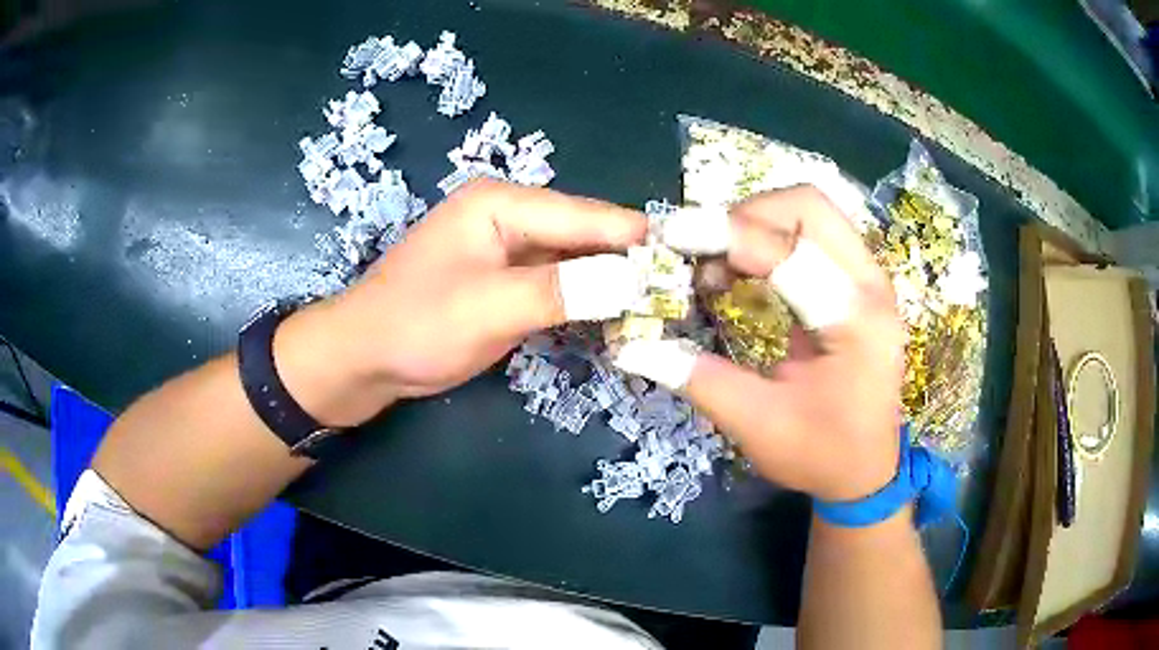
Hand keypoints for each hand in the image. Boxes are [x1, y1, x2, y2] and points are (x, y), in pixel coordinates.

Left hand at [283, 179, 646, 426]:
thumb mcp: (490, 306)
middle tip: (682, 293)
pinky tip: (617, 318)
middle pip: (586, 235)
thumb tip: (636, 281)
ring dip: (612, 284)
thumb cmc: (417, 324)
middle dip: (631, 263)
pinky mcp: (507, 280)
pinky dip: (587, 300)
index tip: (692, 264)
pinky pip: (560, 283)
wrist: (365, 358)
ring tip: (662, 307)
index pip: (588, 215)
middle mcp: (510, 215)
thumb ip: (564, 290)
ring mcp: (509, 249)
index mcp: (502, 203)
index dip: (640, 240)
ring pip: (577, 261)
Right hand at [667, 186, 904, 501]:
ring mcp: (869, 278)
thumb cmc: (821, 454)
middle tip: (702, 251)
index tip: (670, 238)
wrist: (867, 471)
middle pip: (809, 206)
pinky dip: (770, 238)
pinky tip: (743, 270)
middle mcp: (871, 285)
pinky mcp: (858, 282)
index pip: (790, 253)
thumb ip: (697, 378)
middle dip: (746, 215)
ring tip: (717, 262)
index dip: (725, 236)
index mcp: (856, 321)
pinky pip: (812, 234)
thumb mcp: (757, 424)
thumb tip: (630, 344)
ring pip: (811, 212)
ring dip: (757, 223)